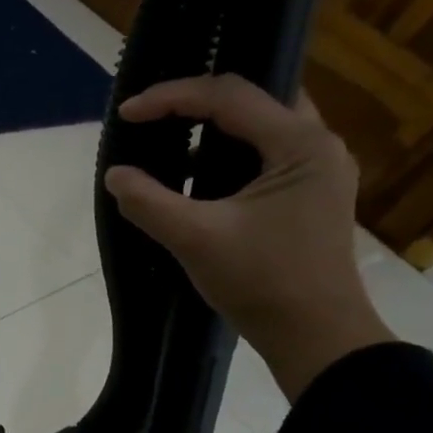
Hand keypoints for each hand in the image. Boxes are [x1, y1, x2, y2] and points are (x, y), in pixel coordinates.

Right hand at [103, 74, 393, 400]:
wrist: (316, 336)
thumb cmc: (262, 282)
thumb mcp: (196, 239)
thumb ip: (149, 202)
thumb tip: (115, 175)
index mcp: (300, 145)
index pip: (229, 96)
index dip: (172, 97)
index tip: (127, 113)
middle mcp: (318, 145)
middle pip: (253, 100)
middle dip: (198, 102)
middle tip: (154, 114)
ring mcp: (318, 171)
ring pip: (260, 128)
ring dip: (214, 130)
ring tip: (169, 140)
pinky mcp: (308, 196)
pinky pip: (263, 157)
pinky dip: (227, 157)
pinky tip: (196, 178)